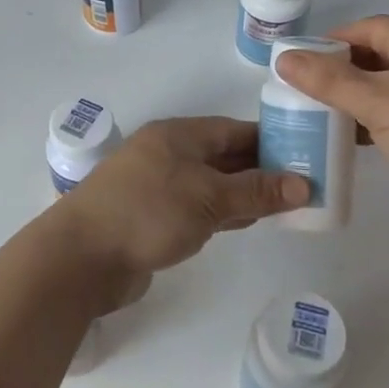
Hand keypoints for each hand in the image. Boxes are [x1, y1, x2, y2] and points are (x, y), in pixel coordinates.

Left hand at [52, 118, 307, 296]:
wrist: (82, 257)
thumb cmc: (148, 213)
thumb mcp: (209, 198)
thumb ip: (256, 191)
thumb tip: (304, 184)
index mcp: (179, 135)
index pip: (234, 130)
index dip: (271, 140)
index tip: (306, 153)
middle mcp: (168, 154)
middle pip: (224, 156)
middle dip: (262, 169)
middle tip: (305, 185)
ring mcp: (158, 186)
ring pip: (213, 183)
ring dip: (245, 193)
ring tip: (286, 205)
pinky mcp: (153, 217)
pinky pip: (198, 207)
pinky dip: (224, 212)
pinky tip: (247, 222)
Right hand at [273, 15, 388, 221]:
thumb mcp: (375, 105)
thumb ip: (327, 81)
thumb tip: (283, 57)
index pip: (362, 28)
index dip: (328, 46)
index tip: (301, 71)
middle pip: (382, 52)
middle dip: (346, 74)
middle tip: (315, 100)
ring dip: (369, 97)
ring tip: (340, 122)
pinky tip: (379, 138)